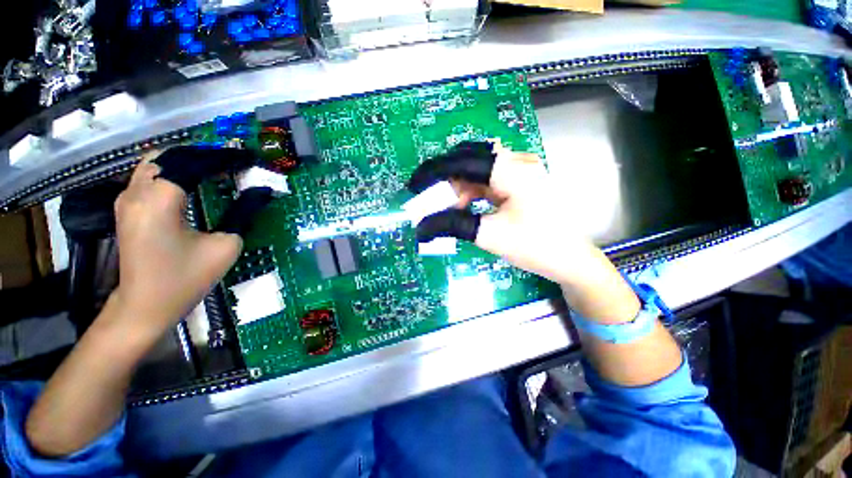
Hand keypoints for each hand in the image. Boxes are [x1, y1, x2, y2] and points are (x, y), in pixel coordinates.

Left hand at [111, 159, 241, 337]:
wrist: (145, 305)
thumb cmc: (186, 278)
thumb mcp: (226, 246)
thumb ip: (243, 214)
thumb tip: (260, 193)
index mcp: (159, 201)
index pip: (192, 163)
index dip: (223, 158)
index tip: (247, 159)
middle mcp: (137, 193)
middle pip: (170, 156)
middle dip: (202, 155)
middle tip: (230, 164)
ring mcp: (127, 200)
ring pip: (156, 163)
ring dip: (186, 162)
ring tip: (215, 171)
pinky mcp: (127, 208)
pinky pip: (149, 177)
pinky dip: (172, 172)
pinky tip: (192, 183)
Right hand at [409, 142, 600, 285]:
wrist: (571, 260)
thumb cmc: (534, 247)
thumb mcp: (488, 235)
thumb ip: (452, 224)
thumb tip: (420, 227)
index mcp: (512, 170)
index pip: (461, 162)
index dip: (434, 173)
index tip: (415, 187)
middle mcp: (518, 161)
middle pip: (469, 161)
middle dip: (447, 181)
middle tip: (434, 202)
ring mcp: (523, 170)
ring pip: (478, 170)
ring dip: (460, 188)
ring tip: (452, 209)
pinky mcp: (523, 180)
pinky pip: (489, 179)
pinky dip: (473, 191)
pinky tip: (468, 206)